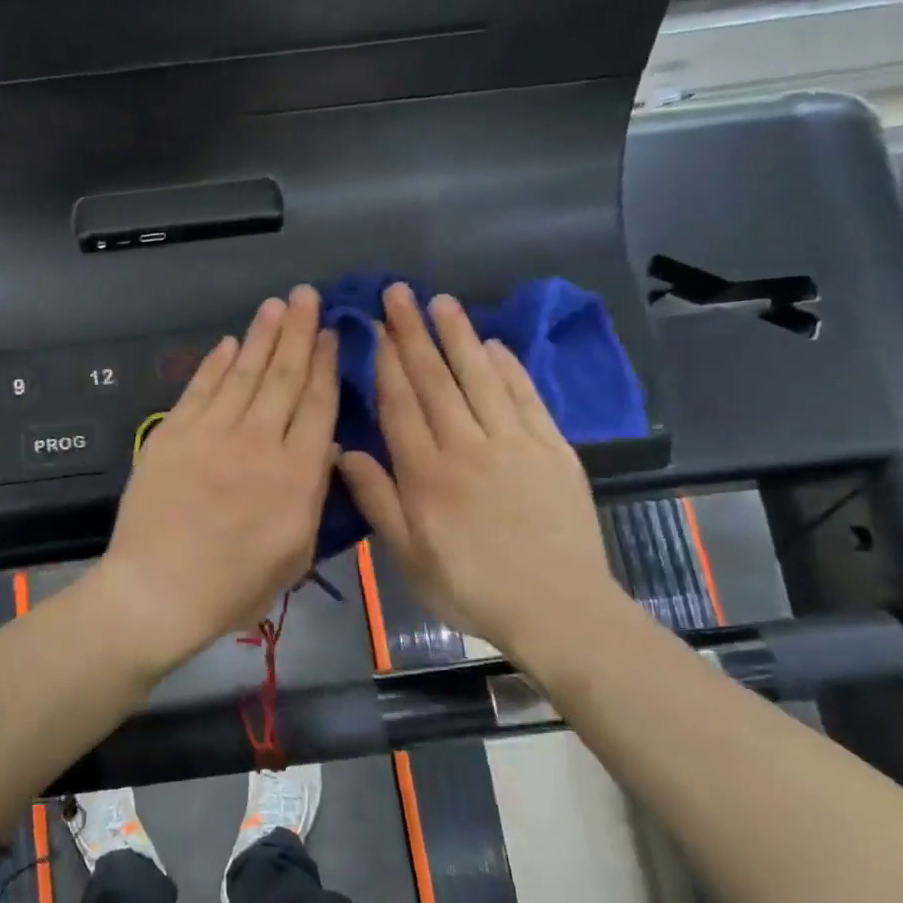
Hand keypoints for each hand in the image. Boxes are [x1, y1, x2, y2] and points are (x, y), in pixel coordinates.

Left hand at [86, 286, 338, 676]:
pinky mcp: (173, 434)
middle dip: (299, 332)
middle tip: (307, 296)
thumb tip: (325, 451)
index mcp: (297, 474)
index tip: (333, 333)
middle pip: (284, 376)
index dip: (327, 364)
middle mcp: (258, 441)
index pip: (318, 404)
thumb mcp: (297, 554)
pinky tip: (229, 343)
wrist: (158, 590)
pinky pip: (199, 389)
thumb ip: (313, 498)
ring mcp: (212, 433)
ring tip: (276, 305)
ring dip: (261, 335)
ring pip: (244, 373)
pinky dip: (215, 363)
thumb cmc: (234, 587)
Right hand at [336, 283, 626, 673]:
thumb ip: (377, 501)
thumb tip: (344, 451)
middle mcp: (467, 447)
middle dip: (414, 333)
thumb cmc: (470, 588)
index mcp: (426, 475)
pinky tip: (492, 344)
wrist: (558, 609)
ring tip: (442, 301)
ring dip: (459, 336)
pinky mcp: (552, 449)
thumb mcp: (408, 556)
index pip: (401, 405)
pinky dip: (508, 367)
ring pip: (480, 378)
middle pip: (436, 380)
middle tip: (400, 293)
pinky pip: (526, 397)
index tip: (375, 327)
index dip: (386, 363)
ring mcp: (514, 444)